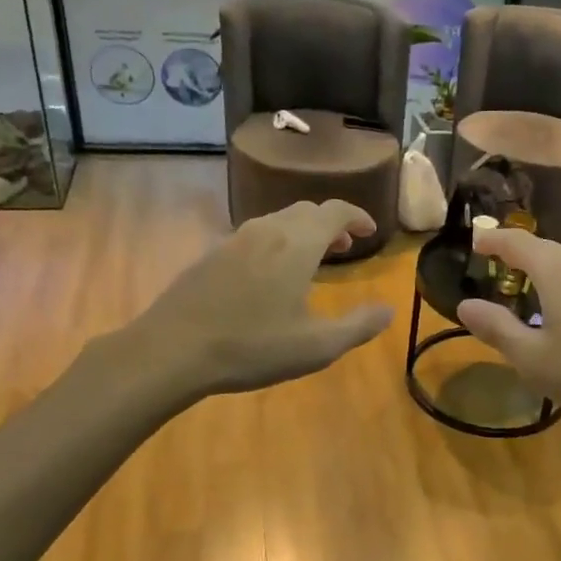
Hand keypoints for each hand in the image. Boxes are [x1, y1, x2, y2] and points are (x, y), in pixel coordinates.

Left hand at [110, 200, 392, 402]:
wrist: (172, 349)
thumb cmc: (253, 347)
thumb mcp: (317, 346)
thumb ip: (358, 326)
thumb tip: (388, 310)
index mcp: (298, 244)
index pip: (335, 211)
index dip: (357, 217)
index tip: (371, 232)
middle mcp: (267, 231)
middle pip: (306, 211)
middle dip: (331, 224)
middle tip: (345, 247)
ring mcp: (234, 240)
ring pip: (278, 221)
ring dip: (302, 232)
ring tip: (312, 259)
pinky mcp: (212, 255)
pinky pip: (255, 236)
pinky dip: (276, 243)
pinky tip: (270, 276)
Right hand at [457, 228, 560, 426]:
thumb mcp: (532, 357)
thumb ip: (496, 328)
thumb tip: (465, 306)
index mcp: (556, 269)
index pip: (516, 242)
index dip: (492, 240)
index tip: (474, 242)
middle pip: (543, 249)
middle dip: (517, 258)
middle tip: (495, 273)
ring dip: (543, 274)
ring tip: (526, 294)